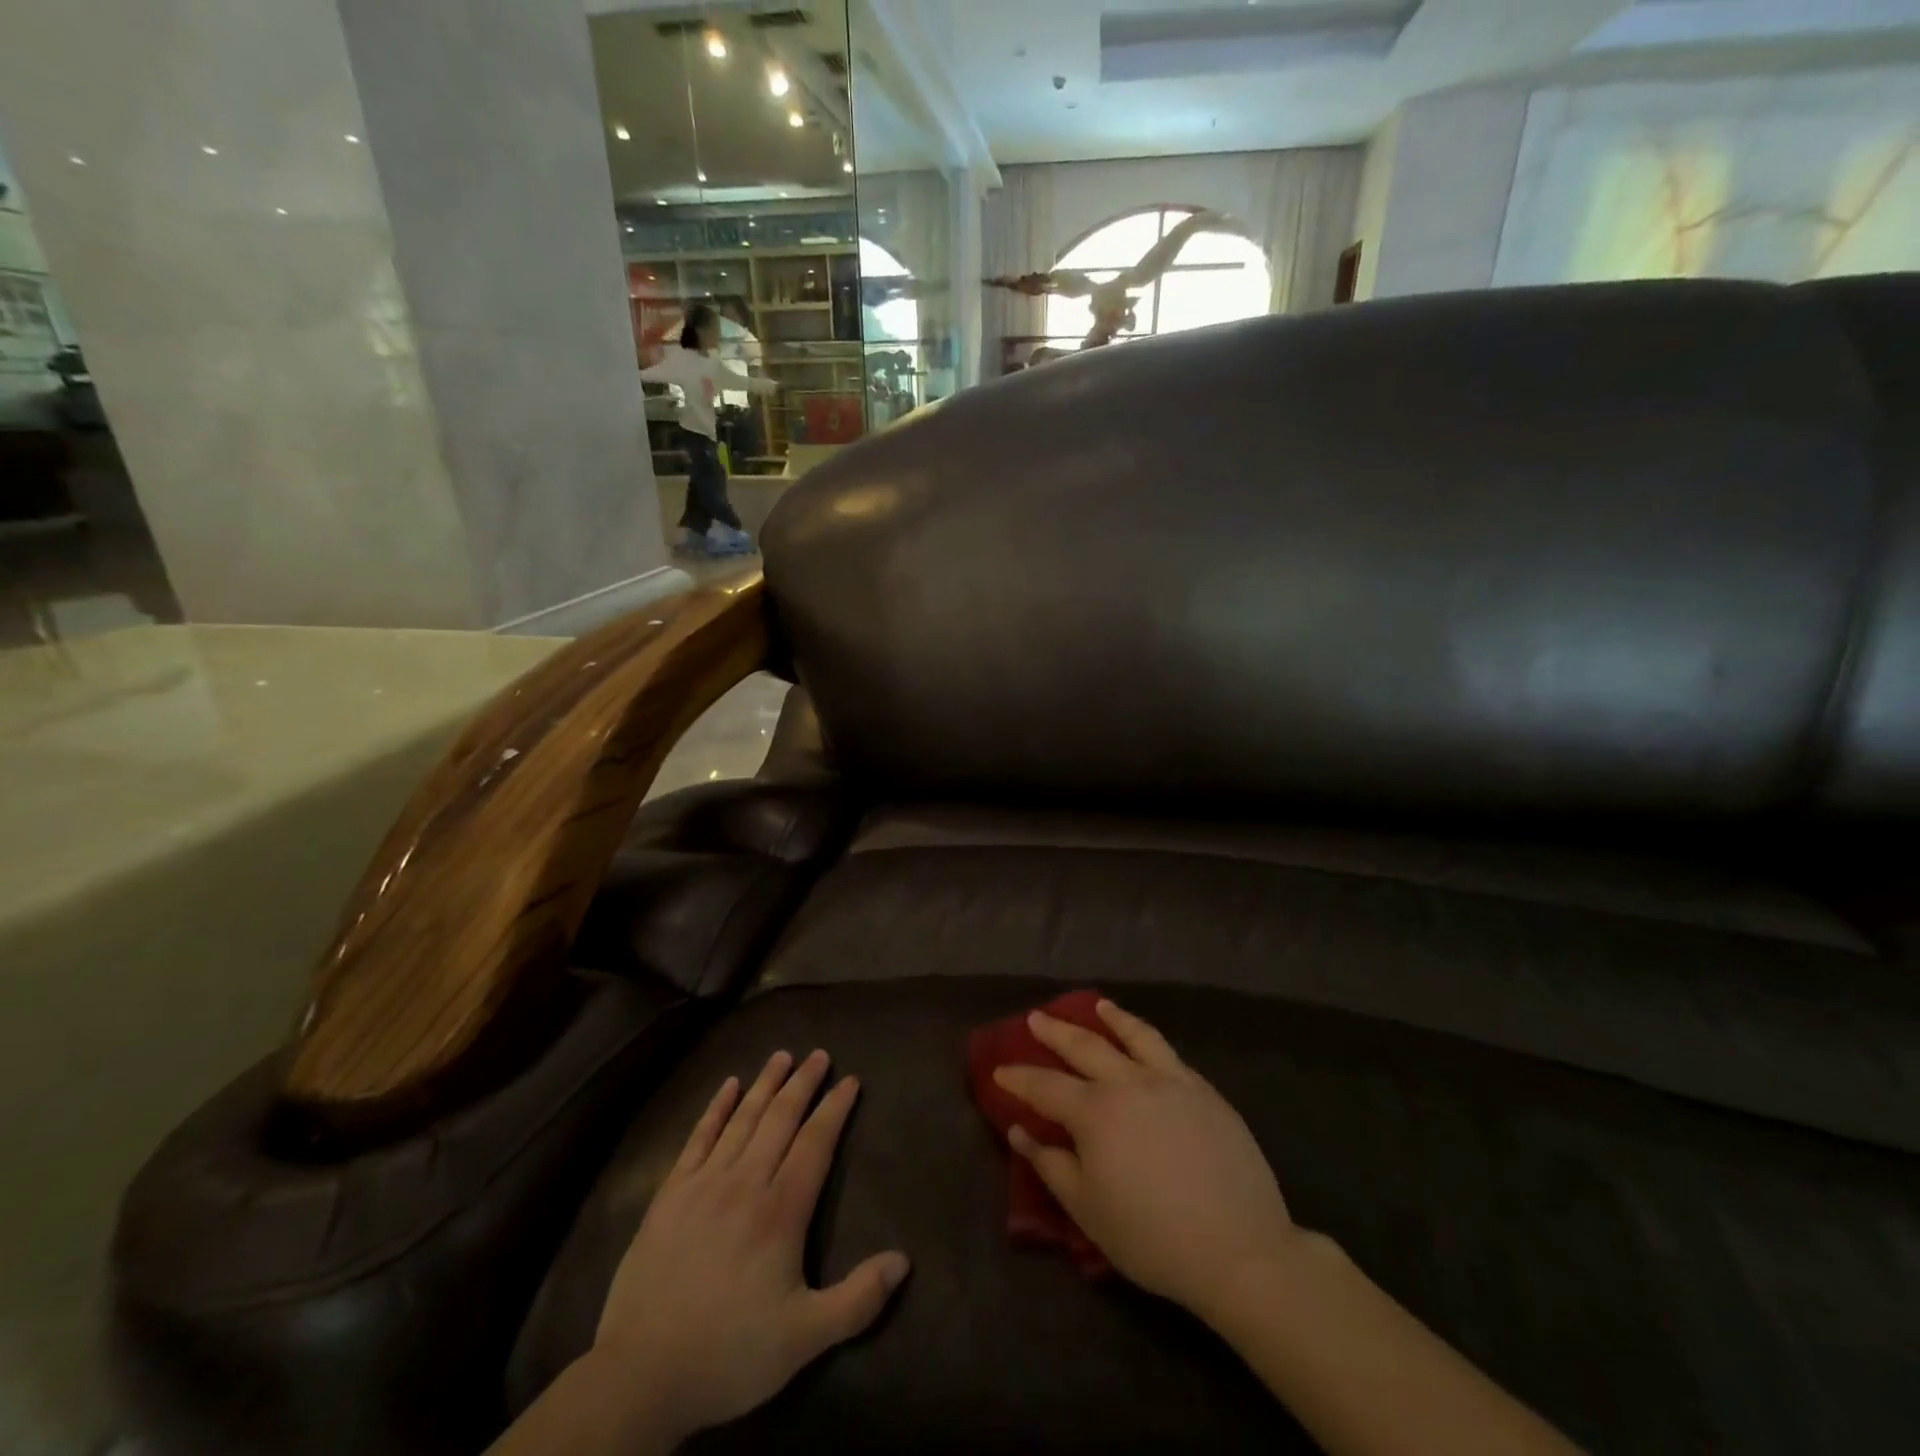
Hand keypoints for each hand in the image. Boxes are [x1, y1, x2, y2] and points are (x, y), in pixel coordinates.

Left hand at [590, 1050, 909, 1445]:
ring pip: (742, 1119)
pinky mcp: (670, 1194)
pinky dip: (715, 1108)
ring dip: (765, 1084)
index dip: (835, 1109)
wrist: (640, 1375)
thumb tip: (904, 1261)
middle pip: (780, 1119)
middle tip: (820, 1054)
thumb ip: (857, 1299)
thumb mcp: (804, 1339)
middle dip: (803, 1083)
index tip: (850, 1080)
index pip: (816, 1143)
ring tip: (782, 1055)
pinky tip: (728, 1086)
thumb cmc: (730, 1354)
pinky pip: (698, 1137)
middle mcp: (745, 1183)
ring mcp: (704, 1184)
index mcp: (781, 1211)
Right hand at [994, 1000, 1297, 1318]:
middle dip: (1055, 1032)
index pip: (1045, 1086)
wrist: (1239, 1248)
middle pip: (1084, 1047)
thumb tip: (1020, 1130)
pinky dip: (1147, 1037)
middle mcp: (1128, 1083)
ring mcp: (1170, 1081)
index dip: (1019, 1078)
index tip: (1000, 1070)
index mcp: (1095, 1113)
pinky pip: (1168, 1052)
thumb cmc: (1152, 1237)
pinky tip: (1145, 1041)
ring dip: (1110, 1018)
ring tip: (1098, 1006)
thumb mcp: (1088, 1210)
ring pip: (1134, 1036)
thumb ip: (1050, 1164)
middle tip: (1036, 1019)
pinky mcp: (1203, 1091)